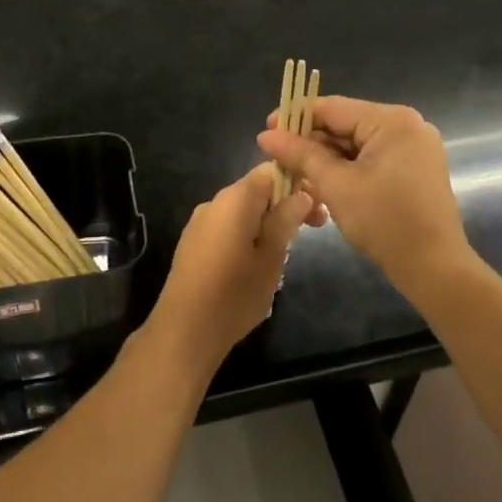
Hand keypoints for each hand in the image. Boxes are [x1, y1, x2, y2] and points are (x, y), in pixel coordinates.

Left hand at [151, 165, 312, 370]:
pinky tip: (256, 263)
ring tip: (286, 253)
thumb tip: (302, 193)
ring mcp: (200, 223)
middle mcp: (214, 202)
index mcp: (235, 199)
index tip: (317, 208)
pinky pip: (227, 227)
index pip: (270, 171)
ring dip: (267, 222)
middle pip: (256, 190)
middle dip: (285, 205)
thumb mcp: (271, 258)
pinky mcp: (193, 243)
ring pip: (243, 210)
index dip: (297, 183)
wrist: (184, 331)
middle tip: (312, 231)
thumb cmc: (234, 294)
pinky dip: (248, 234)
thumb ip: (285, 220)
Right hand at [258, 96, 473, 296]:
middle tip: (278, 160)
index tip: (266, 133)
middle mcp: (407, 125)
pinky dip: (348, 169)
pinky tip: (324, 184)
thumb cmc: (384, 222)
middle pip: (345, 124)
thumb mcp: (335, 185)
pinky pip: (372, 158)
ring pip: (356, 144)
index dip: (295, 118)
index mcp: (391, 120)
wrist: (434, 268)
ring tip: (296, 175)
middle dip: (310, 143)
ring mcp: (414, 146)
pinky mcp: (415, 167)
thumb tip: (266, 135)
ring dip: (326, 159)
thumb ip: (300, 154)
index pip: (331, 108)